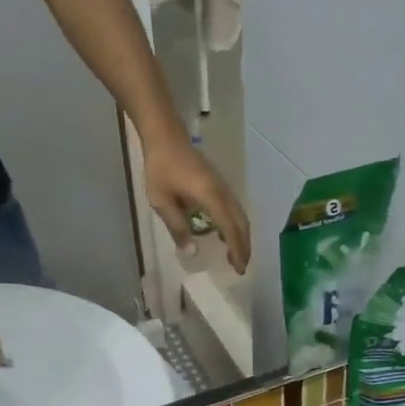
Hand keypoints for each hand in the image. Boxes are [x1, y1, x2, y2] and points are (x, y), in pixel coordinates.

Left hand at [143, 133, 251, 274]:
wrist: (166, 137)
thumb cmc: (161, 169)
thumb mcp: (162, 202)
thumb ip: (177, 227)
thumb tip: (193, 252)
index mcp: (211, 198)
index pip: (231, 229)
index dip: (236, 250)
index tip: (238, 268)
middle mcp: (223, 193)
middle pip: (241, 224)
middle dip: (243, 247)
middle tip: (240, 267)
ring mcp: (223, 187)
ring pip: (240, 216)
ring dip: (241, 236)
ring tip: (235, 254)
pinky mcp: (219, 184)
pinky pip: (234, 208)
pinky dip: (235, 225)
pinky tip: (226, 233)